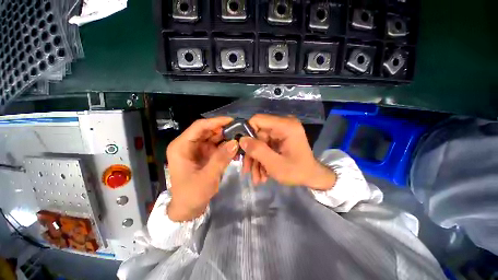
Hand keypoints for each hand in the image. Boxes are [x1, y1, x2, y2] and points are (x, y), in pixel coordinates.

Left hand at [166, 117, 238, 221]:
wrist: (188, 209)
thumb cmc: (192, 194)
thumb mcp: (207, 177)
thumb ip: (221, 159)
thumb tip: (235, 142)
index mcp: (181, 146)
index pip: (199, 127)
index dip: (216, 122)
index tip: (232, 121)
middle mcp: (188, 144)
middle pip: (207, 131)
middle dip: (223, 130)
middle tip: (240, 130)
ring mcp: (197, 149)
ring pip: (213, 137)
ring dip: (226, 138)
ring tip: (240, 137)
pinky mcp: (204, 154)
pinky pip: (216, 146)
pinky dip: (226, 146)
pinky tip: (236, 147)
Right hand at [240, 114, 335, 190]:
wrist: (312, 177)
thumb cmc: (297, 172)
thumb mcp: (275, 164)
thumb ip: (258, 151)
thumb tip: (241, 140)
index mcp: (286, 126)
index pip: (258, 120)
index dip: (247, 132)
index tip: (242, 149)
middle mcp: (283, 125)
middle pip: (257, 134)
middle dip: (252, 154)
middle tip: (247, 170)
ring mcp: (281, 132)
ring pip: (259, 142)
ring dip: (256, 160)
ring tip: (256, 178)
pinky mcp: (280, 139)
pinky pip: (265, 146)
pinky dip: (262, 159)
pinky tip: (262, 174)